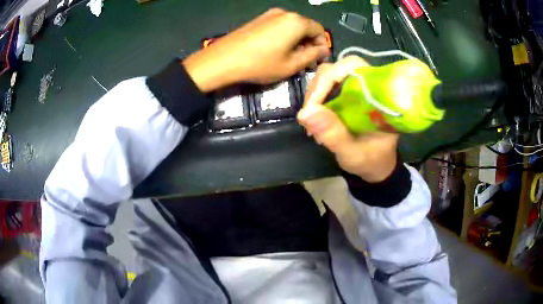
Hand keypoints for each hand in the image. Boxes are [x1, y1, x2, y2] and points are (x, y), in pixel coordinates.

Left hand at [183, 8, 329, 92]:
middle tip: (305, 60)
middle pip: (306, 26)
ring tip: (290, 56)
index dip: (322, 45)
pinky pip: (280, 25)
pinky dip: (285, 36)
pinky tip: (277, 49)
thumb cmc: (260, 64)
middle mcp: (285, 13)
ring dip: (297, 40)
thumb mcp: (291, 65)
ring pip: (293, 26)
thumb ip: (312, 56)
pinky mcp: (259, 19)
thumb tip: (324, 50)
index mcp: (296, 22)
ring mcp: (270, 14)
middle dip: (309, 42)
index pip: (319, 30)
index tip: (318, 60)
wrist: (223, 59)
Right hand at [297, 56, 398, 182]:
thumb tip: (304, 113)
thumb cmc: (371, 160)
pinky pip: (325, 88)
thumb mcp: (353, 152)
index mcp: (378, 93)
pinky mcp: (346, 95)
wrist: (376, 166)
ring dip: (314, 97)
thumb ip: (334, 134)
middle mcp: (367, 85)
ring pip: (327, 77)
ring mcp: (355, 88)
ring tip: (312, 124)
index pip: (352, 66)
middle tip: (309, 115)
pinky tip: (314, 121)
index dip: (329, 78)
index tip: (313, 105)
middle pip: (336, 69)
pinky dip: (316, 102)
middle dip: (318, 89)